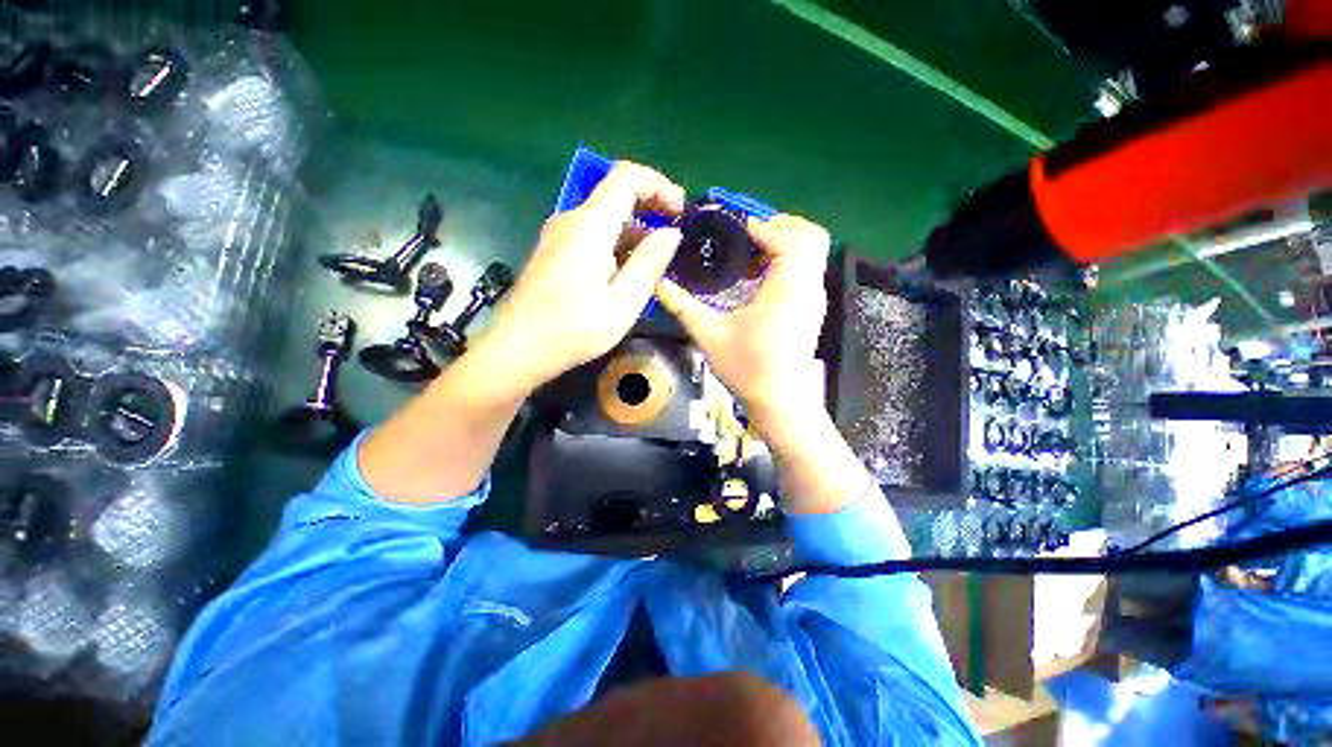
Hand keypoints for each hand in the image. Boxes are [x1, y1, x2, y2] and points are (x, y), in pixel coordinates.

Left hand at [480, 162, 684, 394]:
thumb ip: (649, 263)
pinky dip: (617, 244)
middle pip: (616, 195)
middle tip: (676, 237)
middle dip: (651, 208)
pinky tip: (628, 272)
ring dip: (635, 231)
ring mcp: (559, 235)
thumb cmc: (573, 330)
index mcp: (590, 226)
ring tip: (658, 261)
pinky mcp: (554, 251)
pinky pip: (592, 235)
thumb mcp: (623, 303)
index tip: (681, 211)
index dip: (660, 185)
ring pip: (605, 218)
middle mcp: (571, 220)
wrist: (517, 348)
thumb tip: (671, 233)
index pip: (627, 177)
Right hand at [656, 214, 830, 427]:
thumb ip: (682, 305)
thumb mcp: (709, 335)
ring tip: (747, 257)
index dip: (757, 225)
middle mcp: (809, 286)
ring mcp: (814, 298)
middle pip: (809, 235)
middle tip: (743, 237)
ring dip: (782, 244)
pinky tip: (756, 280)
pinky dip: (786, 262)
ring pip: (811, 252)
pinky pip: (806, 269)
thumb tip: (657, 283)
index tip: (728, 228)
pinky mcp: (812, 309)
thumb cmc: (747, 369)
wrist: (780, 403)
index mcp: (788, 287)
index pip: (784, 236)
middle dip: (777, 227)